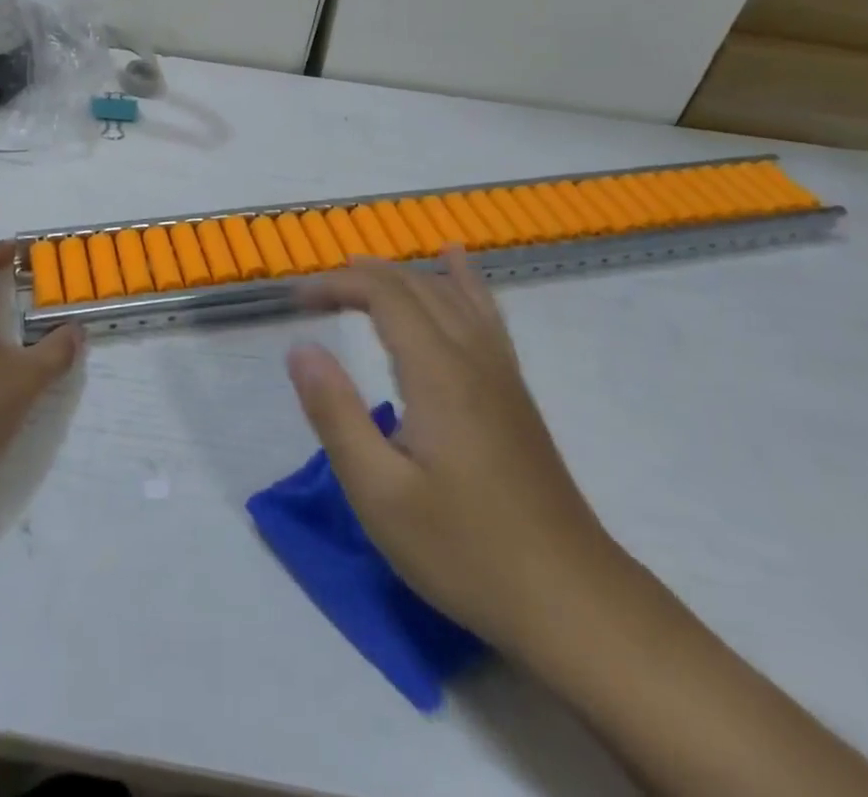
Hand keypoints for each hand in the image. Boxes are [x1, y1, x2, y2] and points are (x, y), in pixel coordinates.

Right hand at [289, 251, 616, 649]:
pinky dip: (463, 280)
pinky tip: (456, 265)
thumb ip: (336, 414)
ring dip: (402, 274)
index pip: (383, 295)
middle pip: (415, 287)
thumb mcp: (380, 494)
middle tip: (314, 292)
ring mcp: (501, 373)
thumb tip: (301, 347)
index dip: (336, 284)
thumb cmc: (466, 551)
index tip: (294, 299)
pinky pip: (485, 314)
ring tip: (363, 267)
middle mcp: (472, 357)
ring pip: (451, 295)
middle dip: (361, 277)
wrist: (573, 603)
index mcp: (438, 373)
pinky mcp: (514, 394)